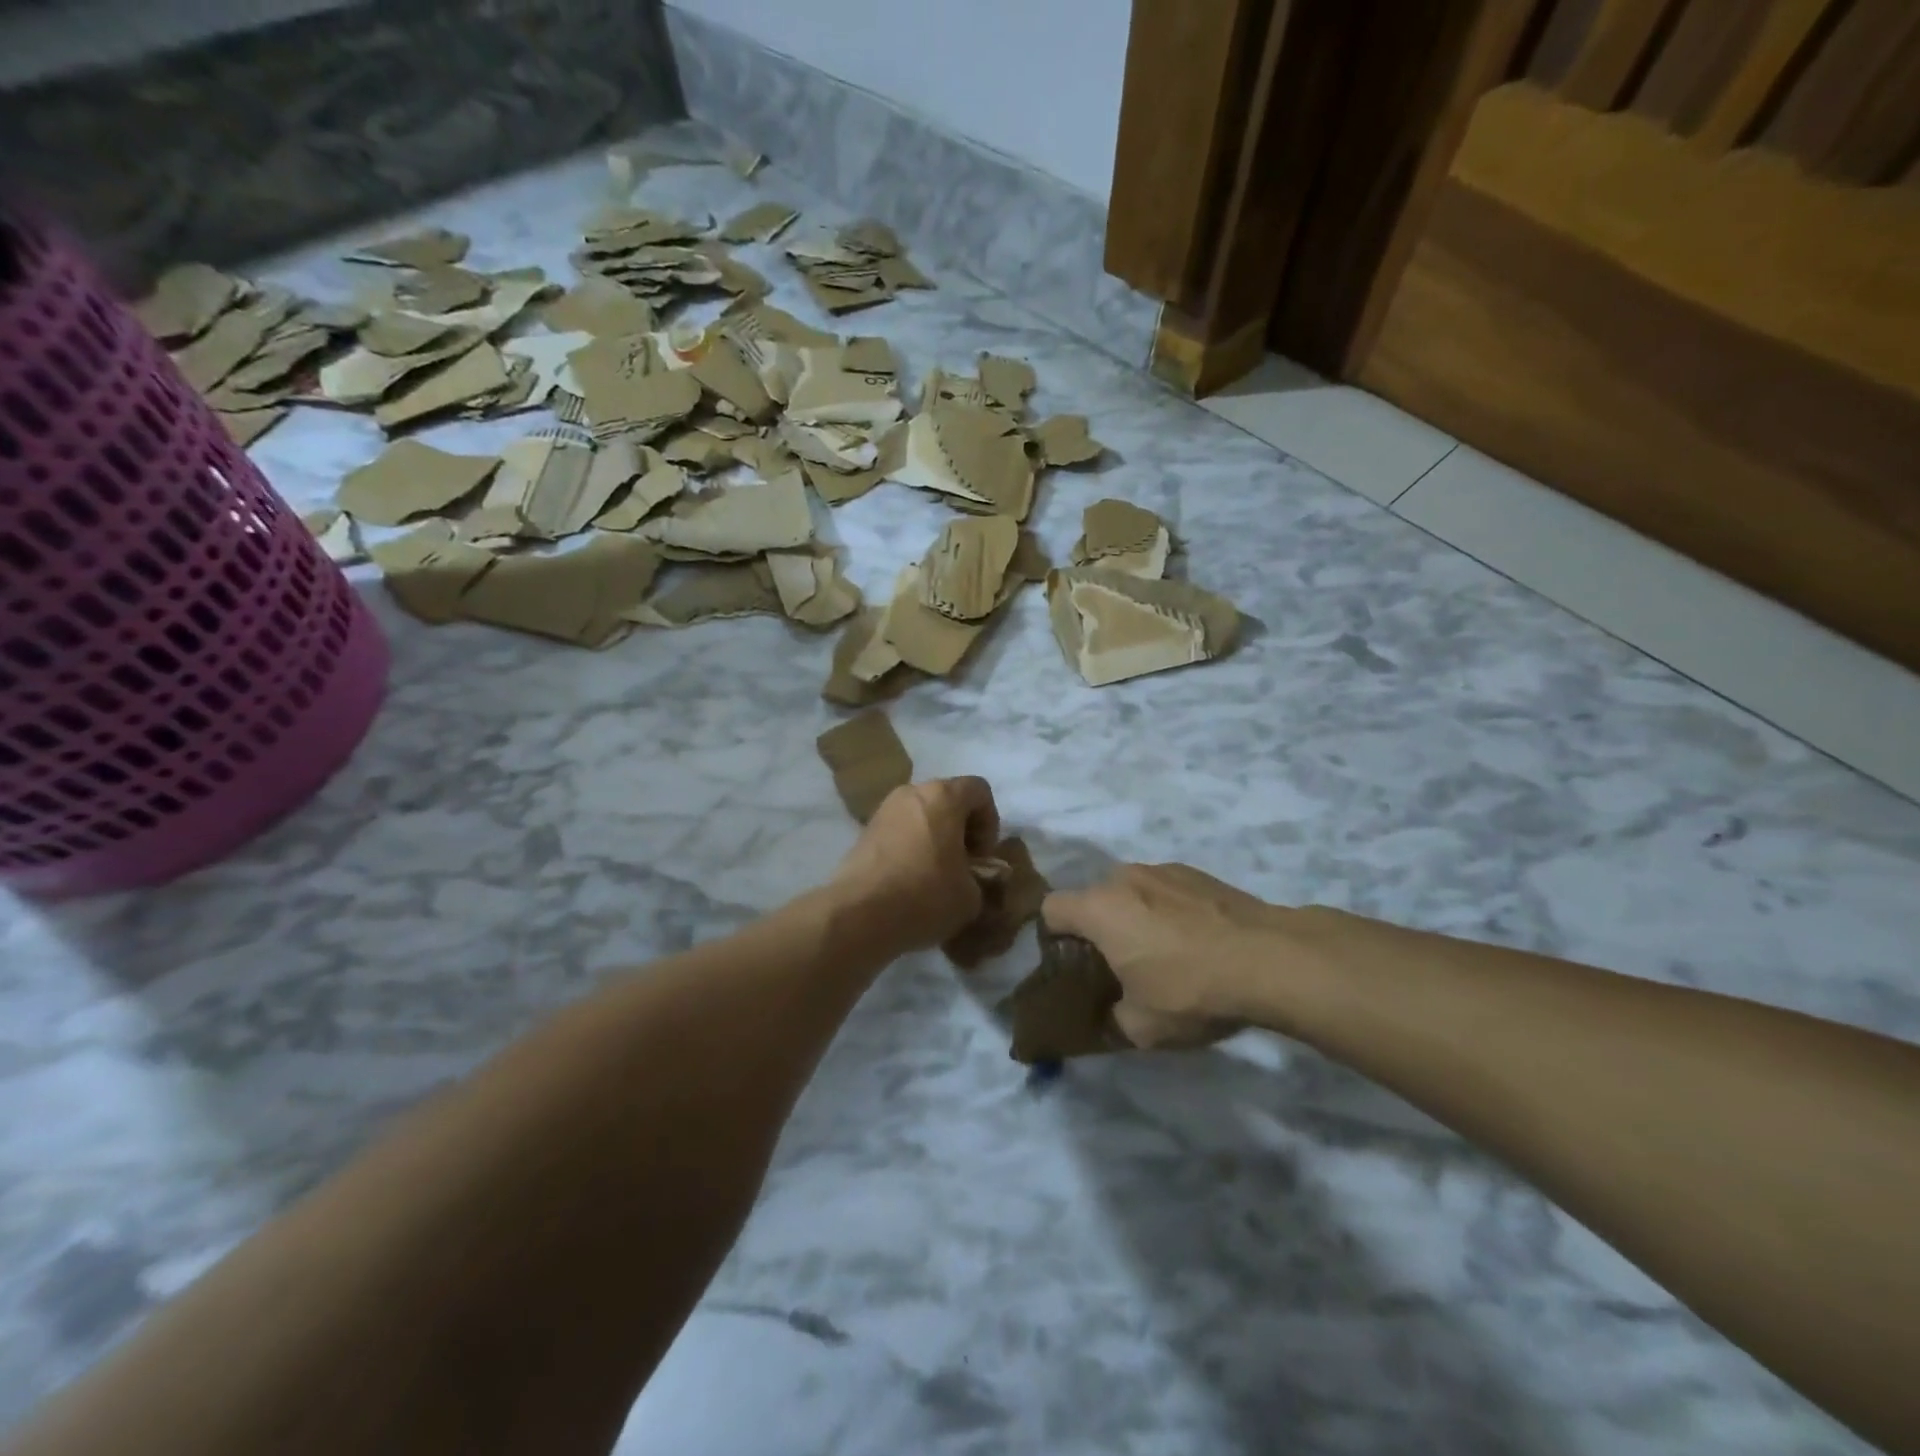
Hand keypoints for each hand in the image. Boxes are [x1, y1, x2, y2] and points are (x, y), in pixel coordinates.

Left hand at [833, 777, 1000, 952]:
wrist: (858, 915)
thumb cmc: (925, 895)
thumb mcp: (971, 896)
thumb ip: (980, 878)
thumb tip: (970, 880)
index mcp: (943, 796)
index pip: (979, 790)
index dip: (990, 822)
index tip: (982, 856)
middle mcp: (911, 793)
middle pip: (947, 800)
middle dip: (961, 830)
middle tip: (963, 866)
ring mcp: (883, 810)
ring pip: (921, 816)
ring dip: (934, 839)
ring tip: (937, 876)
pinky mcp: (864, 832)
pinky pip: (899, 832)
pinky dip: (911, 848)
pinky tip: (910, 882)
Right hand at [1041, 864, 1289, 1048]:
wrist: (1270, 959)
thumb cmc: (1191, 990)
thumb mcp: (1142, 1027)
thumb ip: (1113, 1017)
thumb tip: (1114, 1012)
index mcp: (1099, 908)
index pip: (1051, 908)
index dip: (1055, 937)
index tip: (1078, 965)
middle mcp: (1124, 878)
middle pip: (1094, 898)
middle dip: (1100, 927)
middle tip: (1123, 965)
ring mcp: (1163, 870)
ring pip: (1132, 892)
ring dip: (1136, 916)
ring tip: (1168, 953)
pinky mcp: (1198, 873)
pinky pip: (1166, 890)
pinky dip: (1170, 910)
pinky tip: (1199, 941)